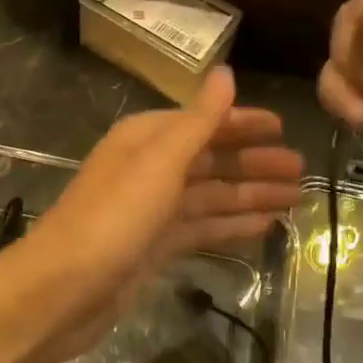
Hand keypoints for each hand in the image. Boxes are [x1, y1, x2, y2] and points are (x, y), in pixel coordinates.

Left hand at [0, 67, 304, 362]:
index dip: (243, 124)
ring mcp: (152, 210)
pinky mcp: (154, 247)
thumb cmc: (114, 217)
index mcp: (147, 139)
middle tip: (301, 171)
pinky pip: (202, 227)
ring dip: (250, 195)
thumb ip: (199, 119)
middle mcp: (150, 168)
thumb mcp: (160, 161)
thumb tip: (227, 72)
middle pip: (212, 160)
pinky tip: (264, 227)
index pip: (204, 122)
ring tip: (295, 199)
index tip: (283, 127)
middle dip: (254, 163)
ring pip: (211, 196)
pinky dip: (232, 225)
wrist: (62, 290)